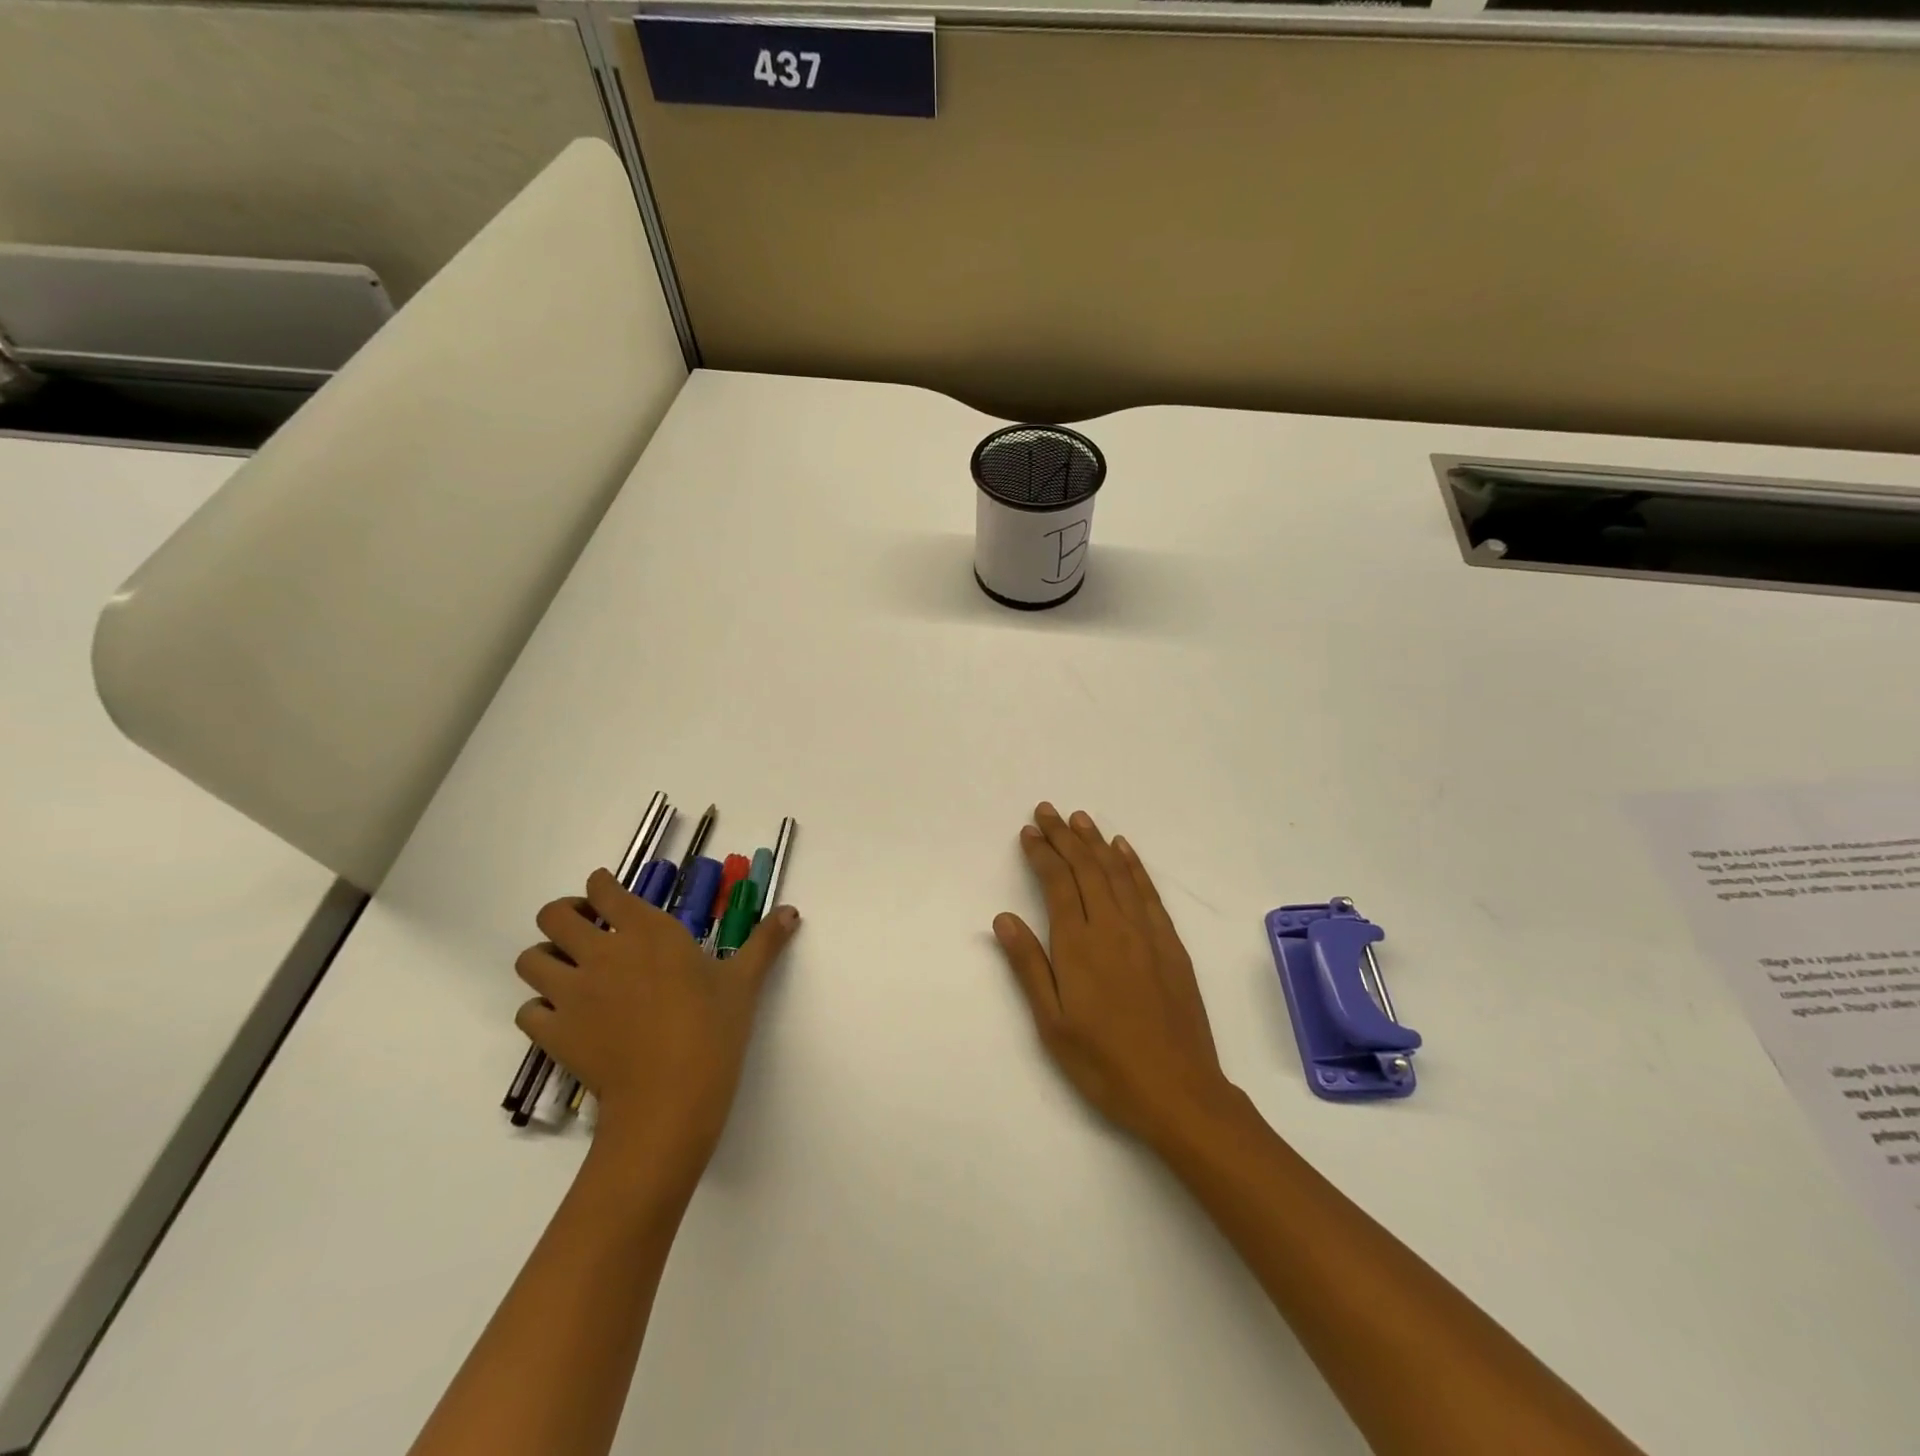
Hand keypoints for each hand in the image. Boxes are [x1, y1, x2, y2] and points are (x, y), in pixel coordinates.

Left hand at [514, 868, 800, 1188]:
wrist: (670, 1098)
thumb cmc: (712, 1029)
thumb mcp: (744, 981)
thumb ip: (765, 941)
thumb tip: (793, 911)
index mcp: (646, 930)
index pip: (602, 887)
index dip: (601, 886)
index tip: (610, 897)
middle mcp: (601, 951)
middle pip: (553, 914)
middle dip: (565, 915)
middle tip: (588, 931)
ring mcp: (571, 992)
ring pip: (530, 959)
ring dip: (545, 959)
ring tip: (570, 972)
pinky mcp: (553, 1032)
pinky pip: (527, 1010)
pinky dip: (540, 1009)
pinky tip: (564, 1018)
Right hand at [993, 804, 1238, 1148]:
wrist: (1178, 1090)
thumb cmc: (1104, 1063)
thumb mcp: (1052, 1024)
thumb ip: (1028, 966)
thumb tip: (1003, 918)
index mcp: (1078, 945)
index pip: (1057, 883)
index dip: (1042, 853)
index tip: (1029, 831)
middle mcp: (1112, 927)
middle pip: (1086, 868)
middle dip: (1065, 836)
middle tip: (1048, 810)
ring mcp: (1145, 933)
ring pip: (1117, 873)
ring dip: (1097, 842)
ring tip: (1081, 818)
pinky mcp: (1170, 945)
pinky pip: (1149, 892)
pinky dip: (1134, 865)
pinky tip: (1124, 849)